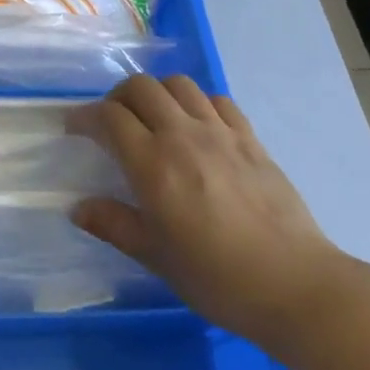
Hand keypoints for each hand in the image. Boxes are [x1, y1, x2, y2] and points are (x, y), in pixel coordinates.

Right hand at [69, 75, 356, 350]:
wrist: (295, 285)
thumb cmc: (216, 278)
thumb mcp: (156, 257)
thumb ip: (114, 225)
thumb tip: (78, 208)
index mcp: (153, 164)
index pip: (109, 117)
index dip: (84, 116)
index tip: (74, 127)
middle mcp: (183, 136)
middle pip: (141, 87)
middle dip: (116, 97)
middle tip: (110, 121)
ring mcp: (221, 133)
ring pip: (179, 85)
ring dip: (157, 93)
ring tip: (152, 118)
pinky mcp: (251, 139)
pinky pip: (217, 100)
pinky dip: (196, 102)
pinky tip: (196, 126)